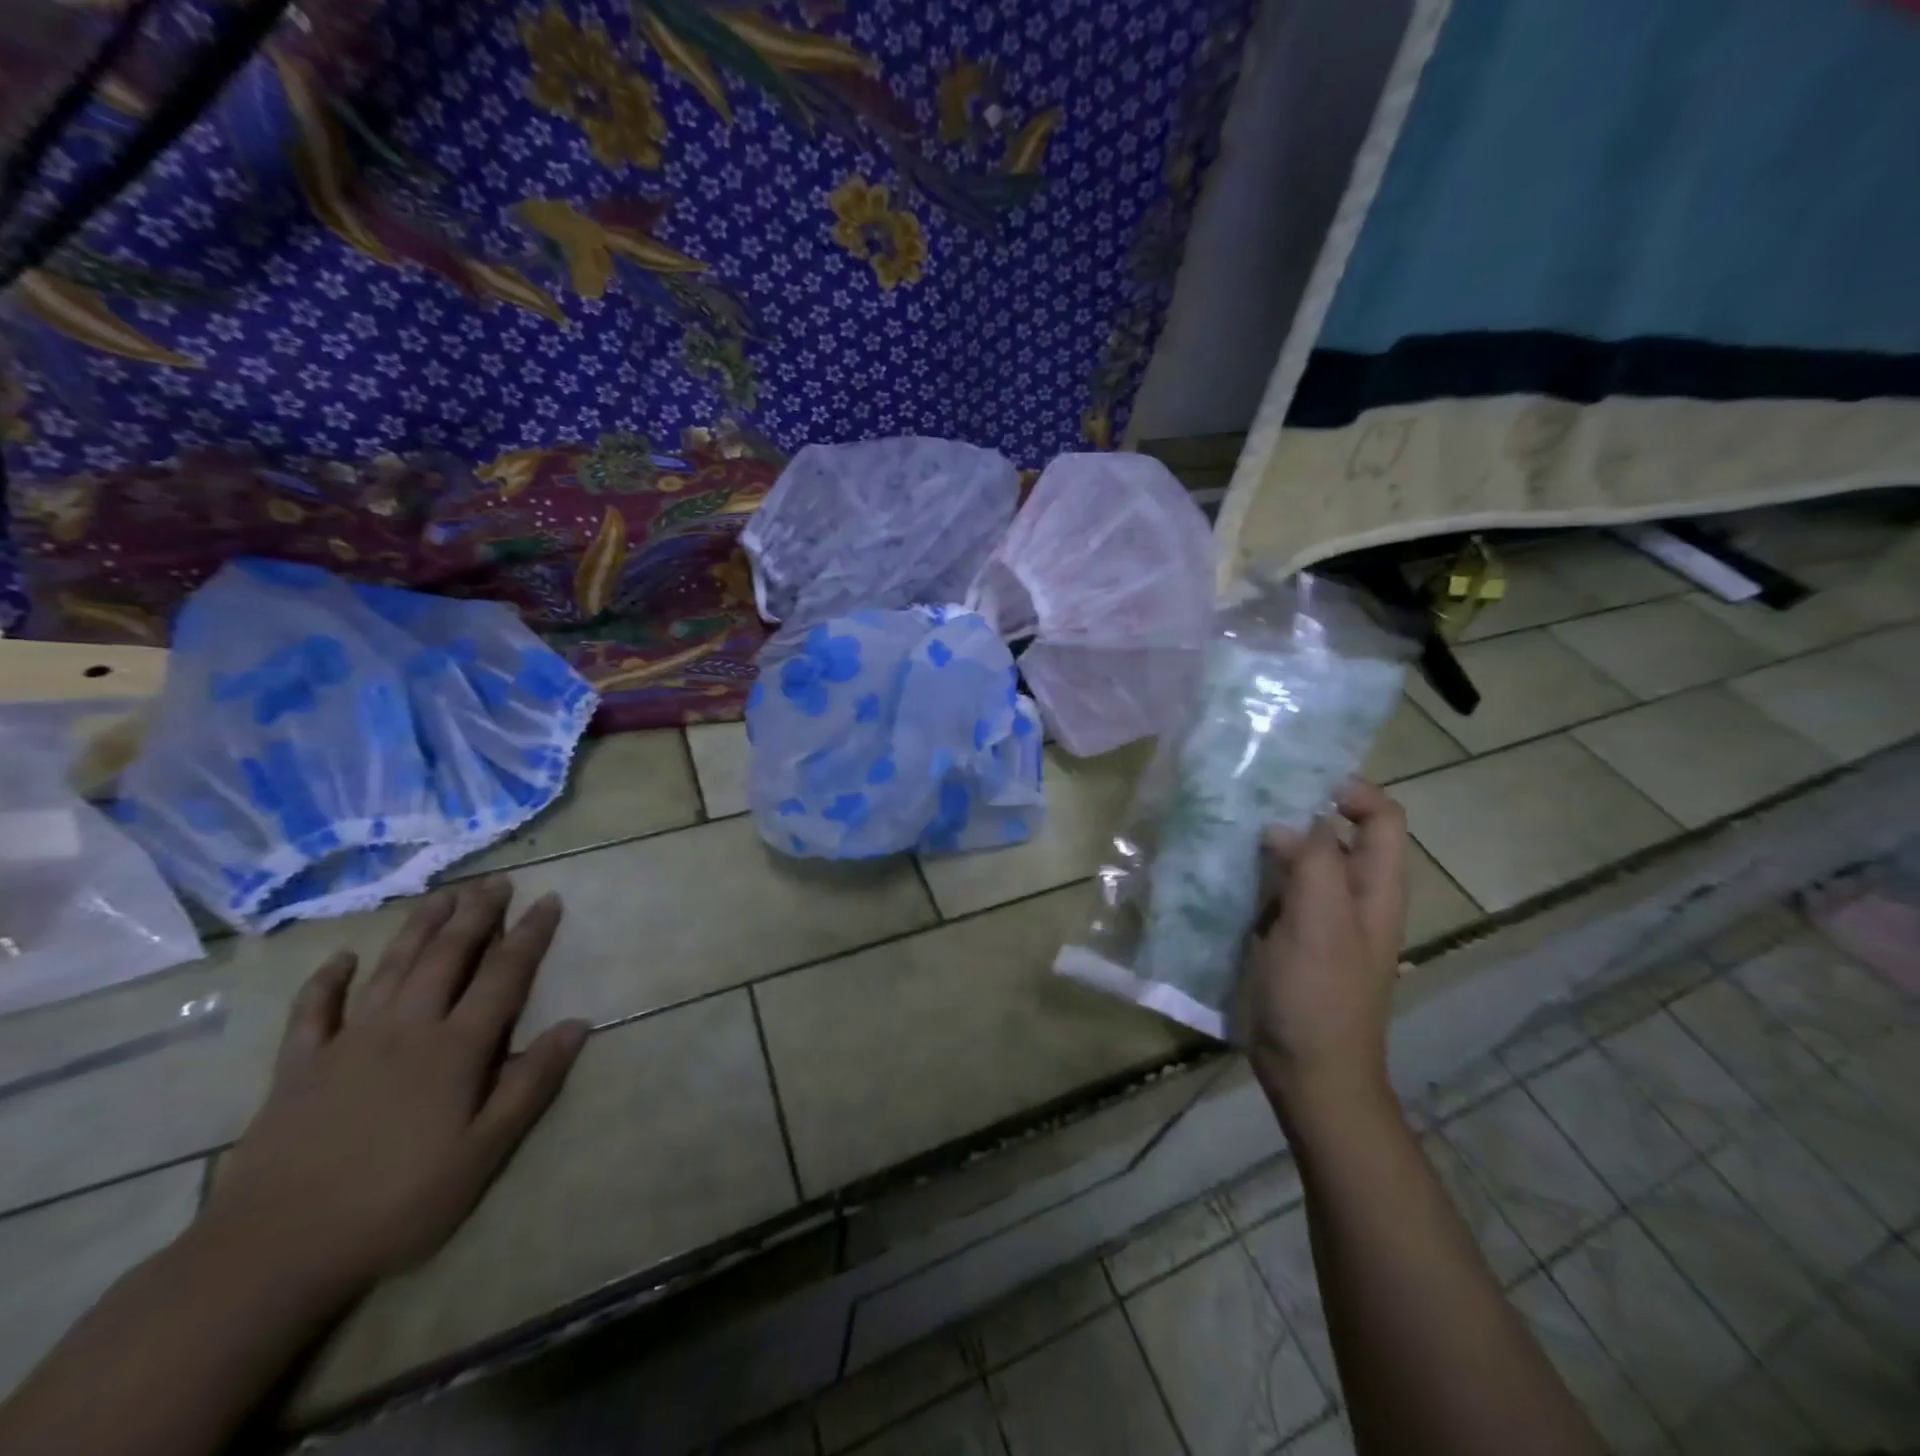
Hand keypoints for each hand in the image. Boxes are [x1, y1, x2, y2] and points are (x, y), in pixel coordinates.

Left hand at [200, 879, 588, 1299]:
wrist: (272, 1252)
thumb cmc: (397, 1203)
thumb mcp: (483, 1154)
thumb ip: (531, 1084)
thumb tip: (578, 1025)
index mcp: (455, 1049)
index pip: (503, 975)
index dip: (529, 935)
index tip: (549, 900)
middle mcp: (405, 1030)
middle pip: (447, 957)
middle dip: (477, 915)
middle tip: (497, 881)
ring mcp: (347, 1044)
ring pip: (391, 969)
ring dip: (419, 928)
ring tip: (443, 895)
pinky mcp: (297, 1068)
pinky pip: (313, 1011)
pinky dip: (327, 980)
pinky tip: (342, 957)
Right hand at [1245, 780, 1406, 1127]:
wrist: (1309, 1072)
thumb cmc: (1320, 998)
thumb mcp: (1320, 925)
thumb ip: (1312, 864)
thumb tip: (1285, 821)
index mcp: (1374, 888)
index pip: (1381, 817)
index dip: (1351, 789)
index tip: (1297, 777)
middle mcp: (1351, 895)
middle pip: (1337, 832)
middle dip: (1299, 807)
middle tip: (1249, 791)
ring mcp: (1317, 916)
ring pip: (1300, 858)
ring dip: (1269, 838)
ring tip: (1226, 819)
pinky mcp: (1286, 934)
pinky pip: (1272, 888)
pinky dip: (1252, 870)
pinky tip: (1217, 865)